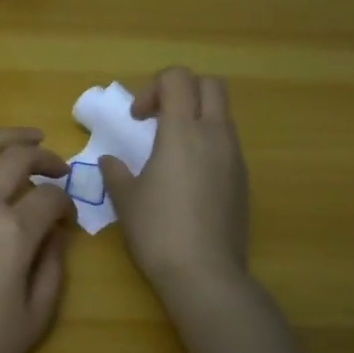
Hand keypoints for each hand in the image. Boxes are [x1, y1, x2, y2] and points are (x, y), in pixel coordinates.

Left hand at [0, 128, 74, 352]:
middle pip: (18, 159)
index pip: (50, 198)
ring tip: (26, 137)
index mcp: (13, 231)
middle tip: (58, 168)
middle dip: (46, 158)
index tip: (67, 220)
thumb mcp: (35, 318)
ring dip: (6, 135)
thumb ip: (54, 267)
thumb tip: (58, 232)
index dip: (66, 204)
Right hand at [98, 67, 249, 303]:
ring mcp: (234, 158)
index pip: (177, 78)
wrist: (205, 274)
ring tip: (169, 150)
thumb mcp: (125, 198)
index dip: (153, 88)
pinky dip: (206, 144)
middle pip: (210, 85)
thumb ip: (115, 172)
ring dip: (195, 118)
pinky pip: (227, 144)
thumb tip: (110, 161)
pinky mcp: (243, 181)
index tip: (138, 119)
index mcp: (183, 132)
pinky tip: (186, 178)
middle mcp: (215, 136)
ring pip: (221, 114)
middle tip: (157, 120)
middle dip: (182, 91)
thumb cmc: (157, 230)